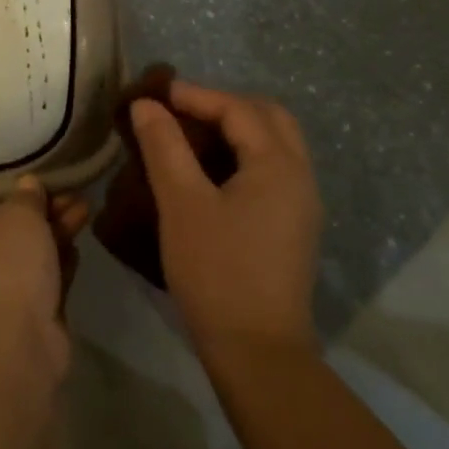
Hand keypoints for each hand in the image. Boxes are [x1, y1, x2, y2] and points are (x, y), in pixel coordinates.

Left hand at [0, 176, 90, 378]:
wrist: (14, 345)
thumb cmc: (4, 265)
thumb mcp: (18, 214)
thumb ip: (27, 195)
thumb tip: (29, 184)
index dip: (3, 177)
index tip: (29, 161)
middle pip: (11, 219)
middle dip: (42, 203)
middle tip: (71, 187)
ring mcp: (4, 284)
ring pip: (34, 246)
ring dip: (58, 226)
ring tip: (85, 206)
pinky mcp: (32, 308)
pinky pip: (49, 274)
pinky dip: (63, 258)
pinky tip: (79, 240)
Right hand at [130, 81, 322, 361]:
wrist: (257, 353)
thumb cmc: (217, 271)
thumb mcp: (182, 204)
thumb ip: (164, 147)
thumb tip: (147, 105)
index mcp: (278, 164)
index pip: (238, 108)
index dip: (196, 95)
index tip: (156, 95)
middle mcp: (299, 176)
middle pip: (268, 117)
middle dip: (224, 104)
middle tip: (181, 110)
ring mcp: (301, 204)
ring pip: (274, 144)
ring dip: (235, 129)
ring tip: (190, 135)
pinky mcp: (292, 227)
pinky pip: (271, 170)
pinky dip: (242, 154)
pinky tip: (210, 172)